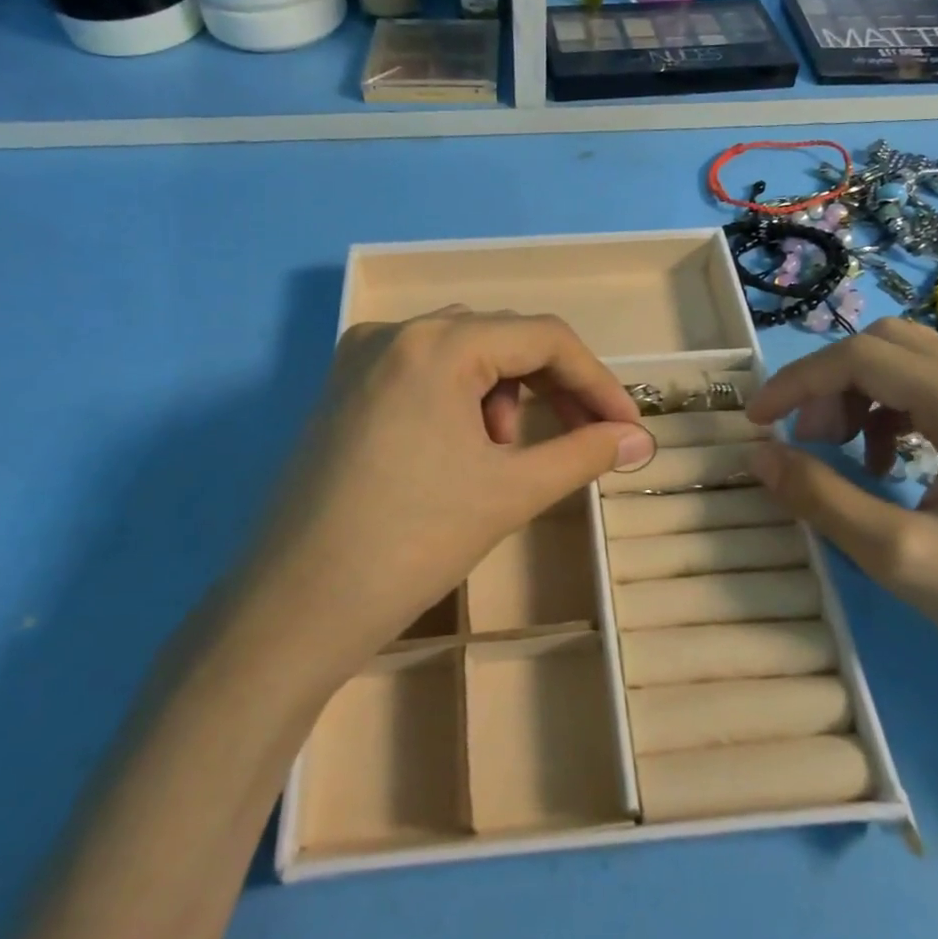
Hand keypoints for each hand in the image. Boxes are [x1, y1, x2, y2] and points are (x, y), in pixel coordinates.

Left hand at [231, 308, 650, 672]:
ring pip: (462, 354)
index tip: (627, 428)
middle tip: (584, 438)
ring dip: (505, 394)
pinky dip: (460, 401)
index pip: (544, 337)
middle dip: (553, 387)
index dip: (597, 380)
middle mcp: (395, 332)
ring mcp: (361, 358)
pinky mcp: (343, 390)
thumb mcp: (510, 491)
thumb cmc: (412, 542)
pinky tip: (461, 452)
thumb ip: (584, 453)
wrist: (297, 606)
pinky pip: (422, 373)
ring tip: (505, 456)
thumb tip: (640, 440)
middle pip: (502, 338)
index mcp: (438, 342)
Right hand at [744, 318, 937, 734]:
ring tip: (840, 454)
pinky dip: (892, 413)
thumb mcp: (903, 559)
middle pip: (888, 345)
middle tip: (805, 441)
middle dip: (829, 383)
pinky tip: (887, 465)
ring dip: (859, 396)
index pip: (864, 356)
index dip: (798, 381)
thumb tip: (758, 456)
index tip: (756, 422)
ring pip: (912, 365)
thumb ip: (822, 498)